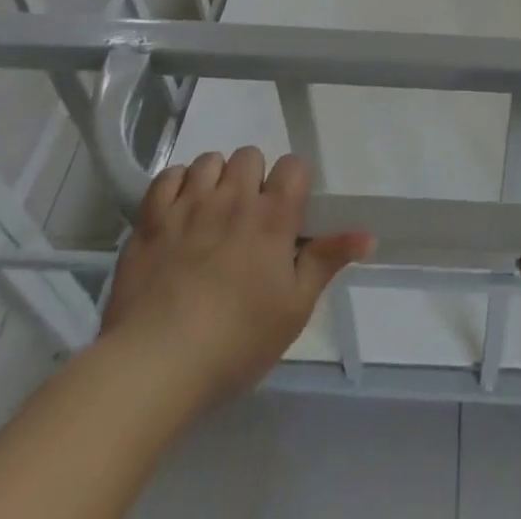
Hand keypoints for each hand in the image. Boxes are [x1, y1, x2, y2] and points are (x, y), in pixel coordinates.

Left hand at [101, 147, 371, 409]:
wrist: (153, 365)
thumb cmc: (234, 341)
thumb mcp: (294, 310)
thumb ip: (328, 262)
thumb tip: (369, 235)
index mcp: (273, 216)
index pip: (293, 165)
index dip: (292, 183)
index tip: (286, 212)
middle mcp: (234, 198)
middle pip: (250, 155)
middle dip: (252, 178)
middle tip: (246, 217)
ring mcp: (189, 204)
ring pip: (210, 160)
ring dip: (215, 179)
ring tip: (211, 212)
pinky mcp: (151, 218)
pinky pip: (168, 176)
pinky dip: (176, 186)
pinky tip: (178, 212)